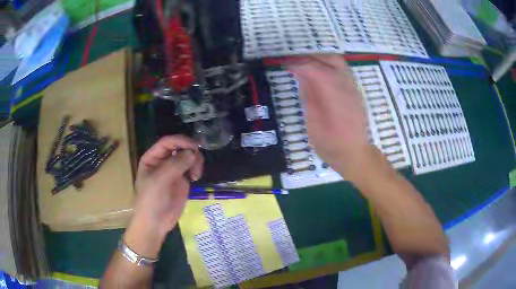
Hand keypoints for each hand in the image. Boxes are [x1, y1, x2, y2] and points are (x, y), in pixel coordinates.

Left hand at [124, 135, 203, 257]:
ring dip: (195, 161)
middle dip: (190, 151)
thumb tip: (193, 152)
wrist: (155, 223)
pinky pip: (192, 168)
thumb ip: (175, 164)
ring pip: (188, 156)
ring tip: (195, 174)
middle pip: (180, 147)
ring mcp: (173, 170)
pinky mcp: (182, 180)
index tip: (194, 146)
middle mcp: (163, 161)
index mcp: (152, 158)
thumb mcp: (159, 181)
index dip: (180, 141)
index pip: (167, 142)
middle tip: (196, 162)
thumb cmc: (151, 200)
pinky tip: (195, 177)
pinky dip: (196, 169)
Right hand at [288, 55, 368, 175]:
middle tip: (295, 63)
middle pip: (331, 60)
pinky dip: (327, 67)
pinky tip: (318, 75)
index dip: (300, 65)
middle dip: (311, 57)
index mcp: (336, 100)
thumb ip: (310, 99)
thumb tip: (303, 77)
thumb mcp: (314, 126)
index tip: (286, 65)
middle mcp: (348, 89)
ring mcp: (354, 89)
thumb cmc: (332, 146)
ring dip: (320, 60)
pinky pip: (342, 71)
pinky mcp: (355, 91)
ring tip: (305, 66)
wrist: (355, 154)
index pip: (317, 71)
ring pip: (338, 63)